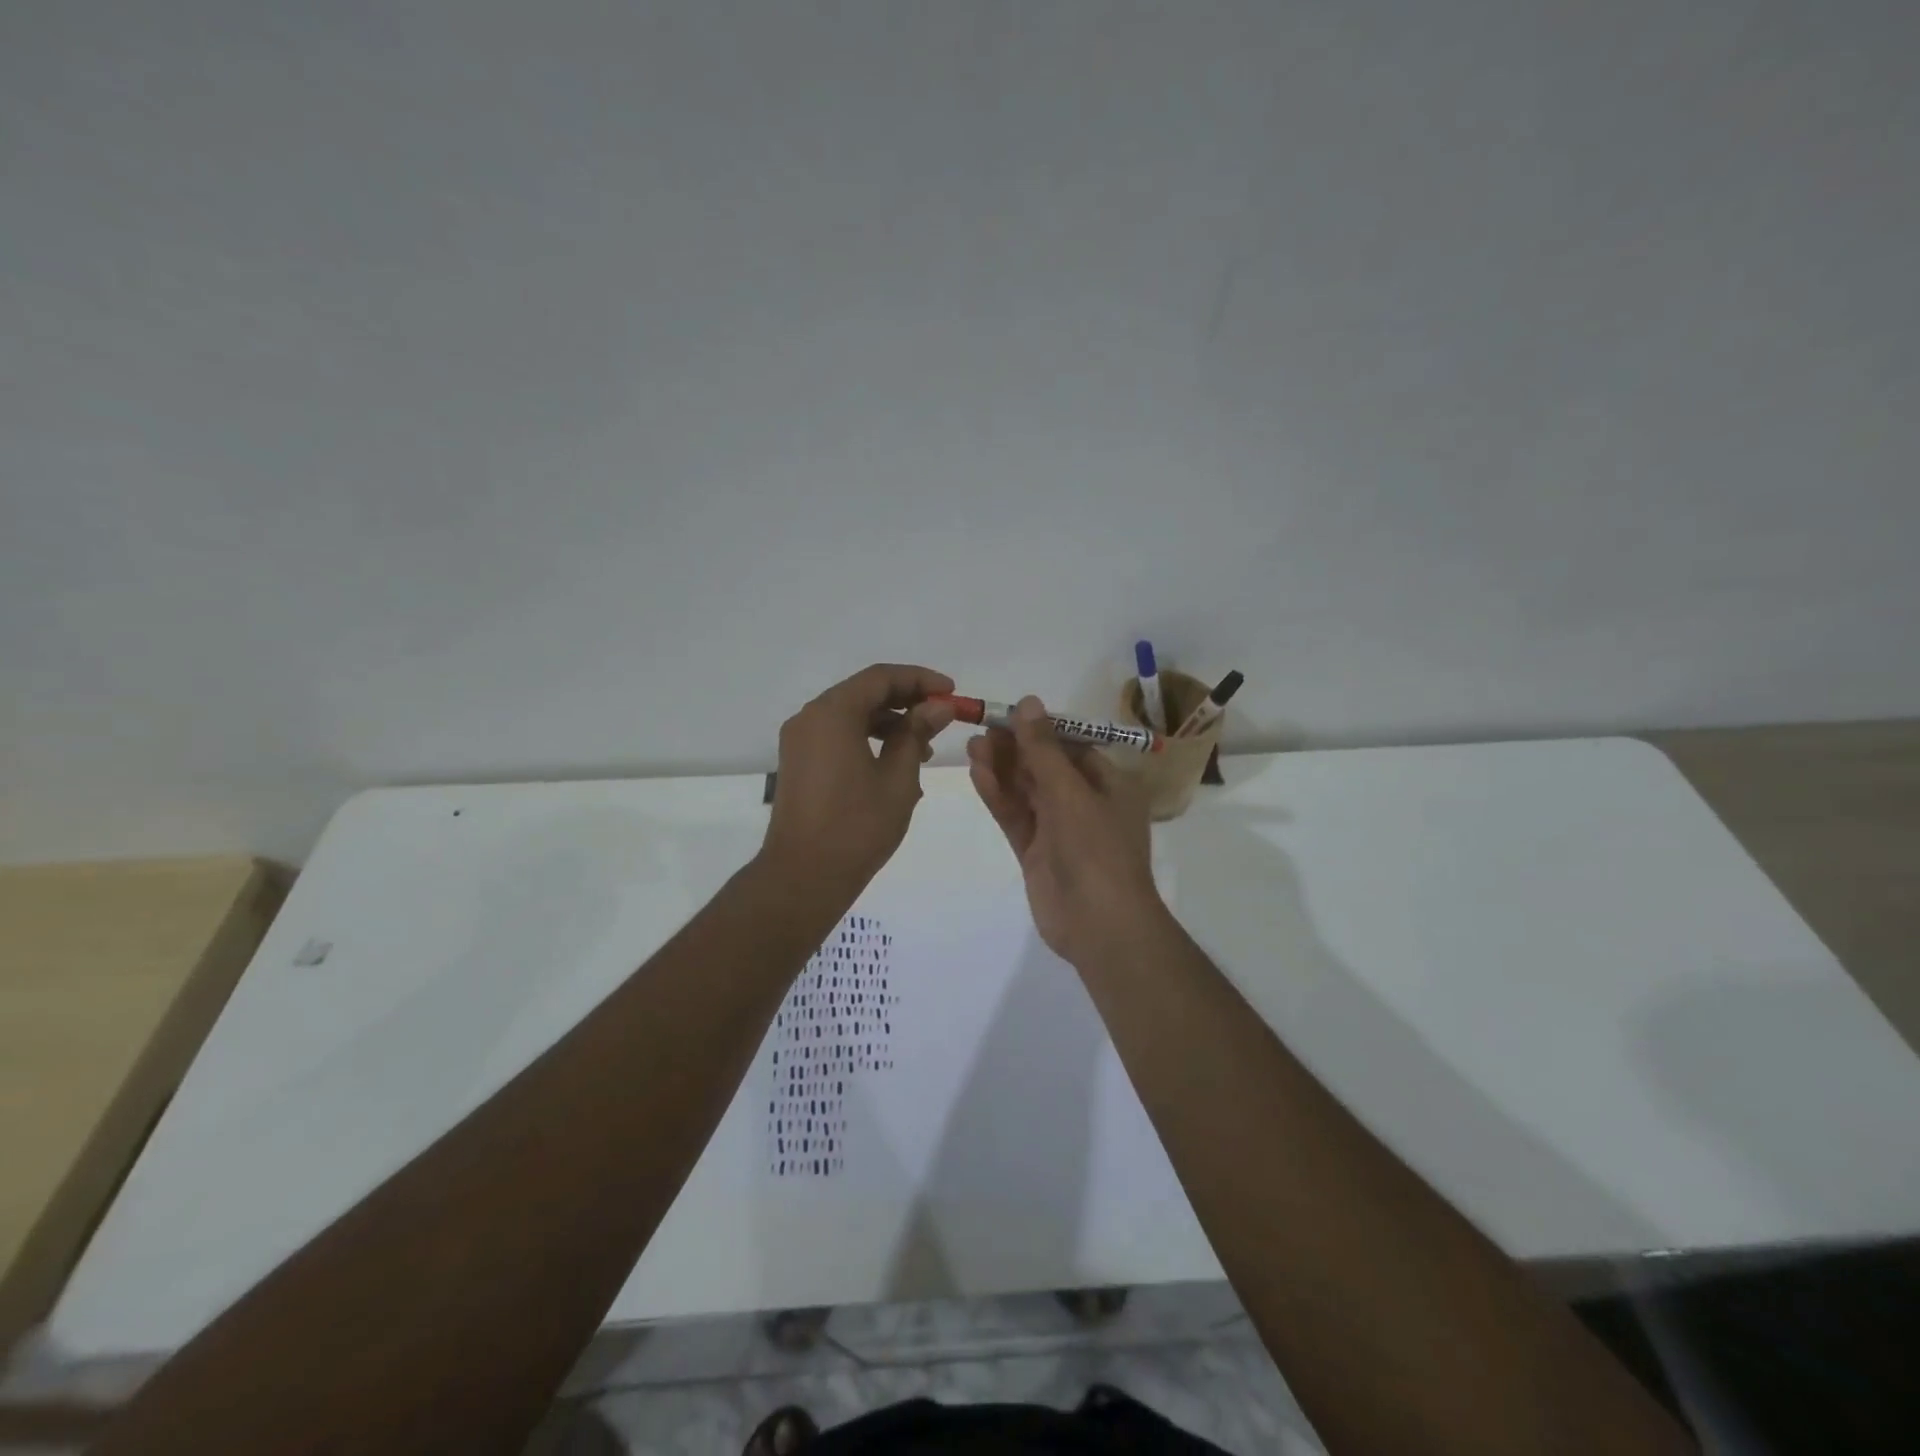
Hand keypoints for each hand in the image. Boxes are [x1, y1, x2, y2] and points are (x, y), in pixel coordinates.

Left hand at [761, 663, 956, 900]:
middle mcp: (810, 718)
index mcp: (832, 714)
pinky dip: (867, 738)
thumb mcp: (898, 778)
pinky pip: (837, 735)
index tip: (951, 692)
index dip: (920, 680)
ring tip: (924, 747)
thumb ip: (916, 733)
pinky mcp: (799, 762)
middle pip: (863, 692)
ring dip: (889, 722)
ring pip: (850, 714)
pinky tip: (895, 763)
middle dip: (906, 700)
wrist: (804, 876)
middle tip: (942, 716)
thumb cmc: (857, 826)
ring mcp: (800, 741)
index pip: (880, 678)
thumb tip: (938, 706)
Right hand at [966, 696, 1164, 965]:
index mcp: (1110, 786)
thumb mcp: (1070, 792)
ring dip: (1002, 769)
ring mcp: (1059, 830)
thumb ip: (1043, 749)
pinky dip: (998, 796)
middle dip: (1015, 749)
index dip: (1041, 730)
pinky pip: (1016, 817)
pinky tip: (977, 774)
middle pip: (1045, 768)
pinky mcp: (1036, 852)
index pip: (1073, 748)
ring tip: (972, 746)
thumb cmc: (1096, 849)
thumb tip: (1028, 702)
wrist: (1100, 924)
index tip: (1009, 714)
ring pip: (1026, 792)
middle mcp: (1085, 804)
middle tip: (982, 728)